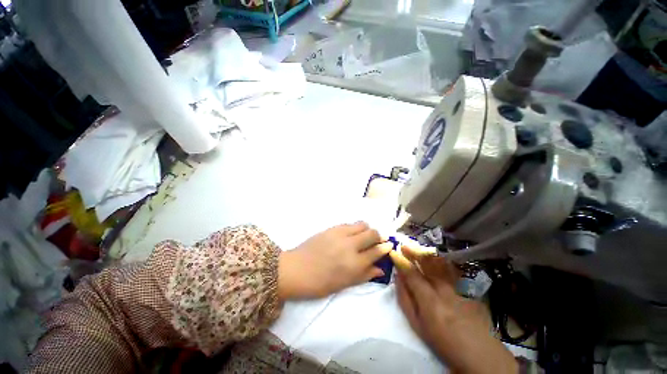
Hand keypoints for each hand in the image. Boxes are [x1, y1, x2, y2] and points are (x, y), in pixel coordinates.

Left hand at [278, 222, 391, 298]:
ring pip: (362, 224)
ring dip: (366, 229)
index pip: (377, 251)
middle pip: (373, 233)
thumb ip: (364, 275)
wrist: (296, 270)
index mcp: (355, 264)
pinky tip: (350, 234)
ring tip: (363, 236)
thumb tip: (380, 269)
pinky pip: (349, 223)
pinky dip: (354, 228)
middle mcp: (351, 246)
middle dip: (378, 236)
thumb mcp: (344, 284)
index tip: (388, 245)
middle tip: (376, 240)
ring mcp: (341, 234)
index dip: (385, 247)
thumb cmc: (320, 283)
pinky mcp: (332, 228)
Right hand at [391, 244, 517, 373]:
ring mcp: (459, 287)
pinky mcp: (470, 288)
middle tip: (404, 245)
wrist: (479, 352)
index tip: (394, 253)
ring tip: (418, 248)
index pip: (412, 274)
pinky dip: (442, 261)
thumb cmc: (442, 341)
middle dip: (414, 252)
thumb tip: (398, 278)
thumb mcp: (417, 325)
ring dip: (427, 254)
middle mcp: (445, 290)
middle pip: (427, 264)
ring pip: (441, 264)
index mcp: (430, 301)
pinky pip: (453, 269)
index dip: (401, 261)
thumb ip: (405, 299)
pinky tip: (437, 258)